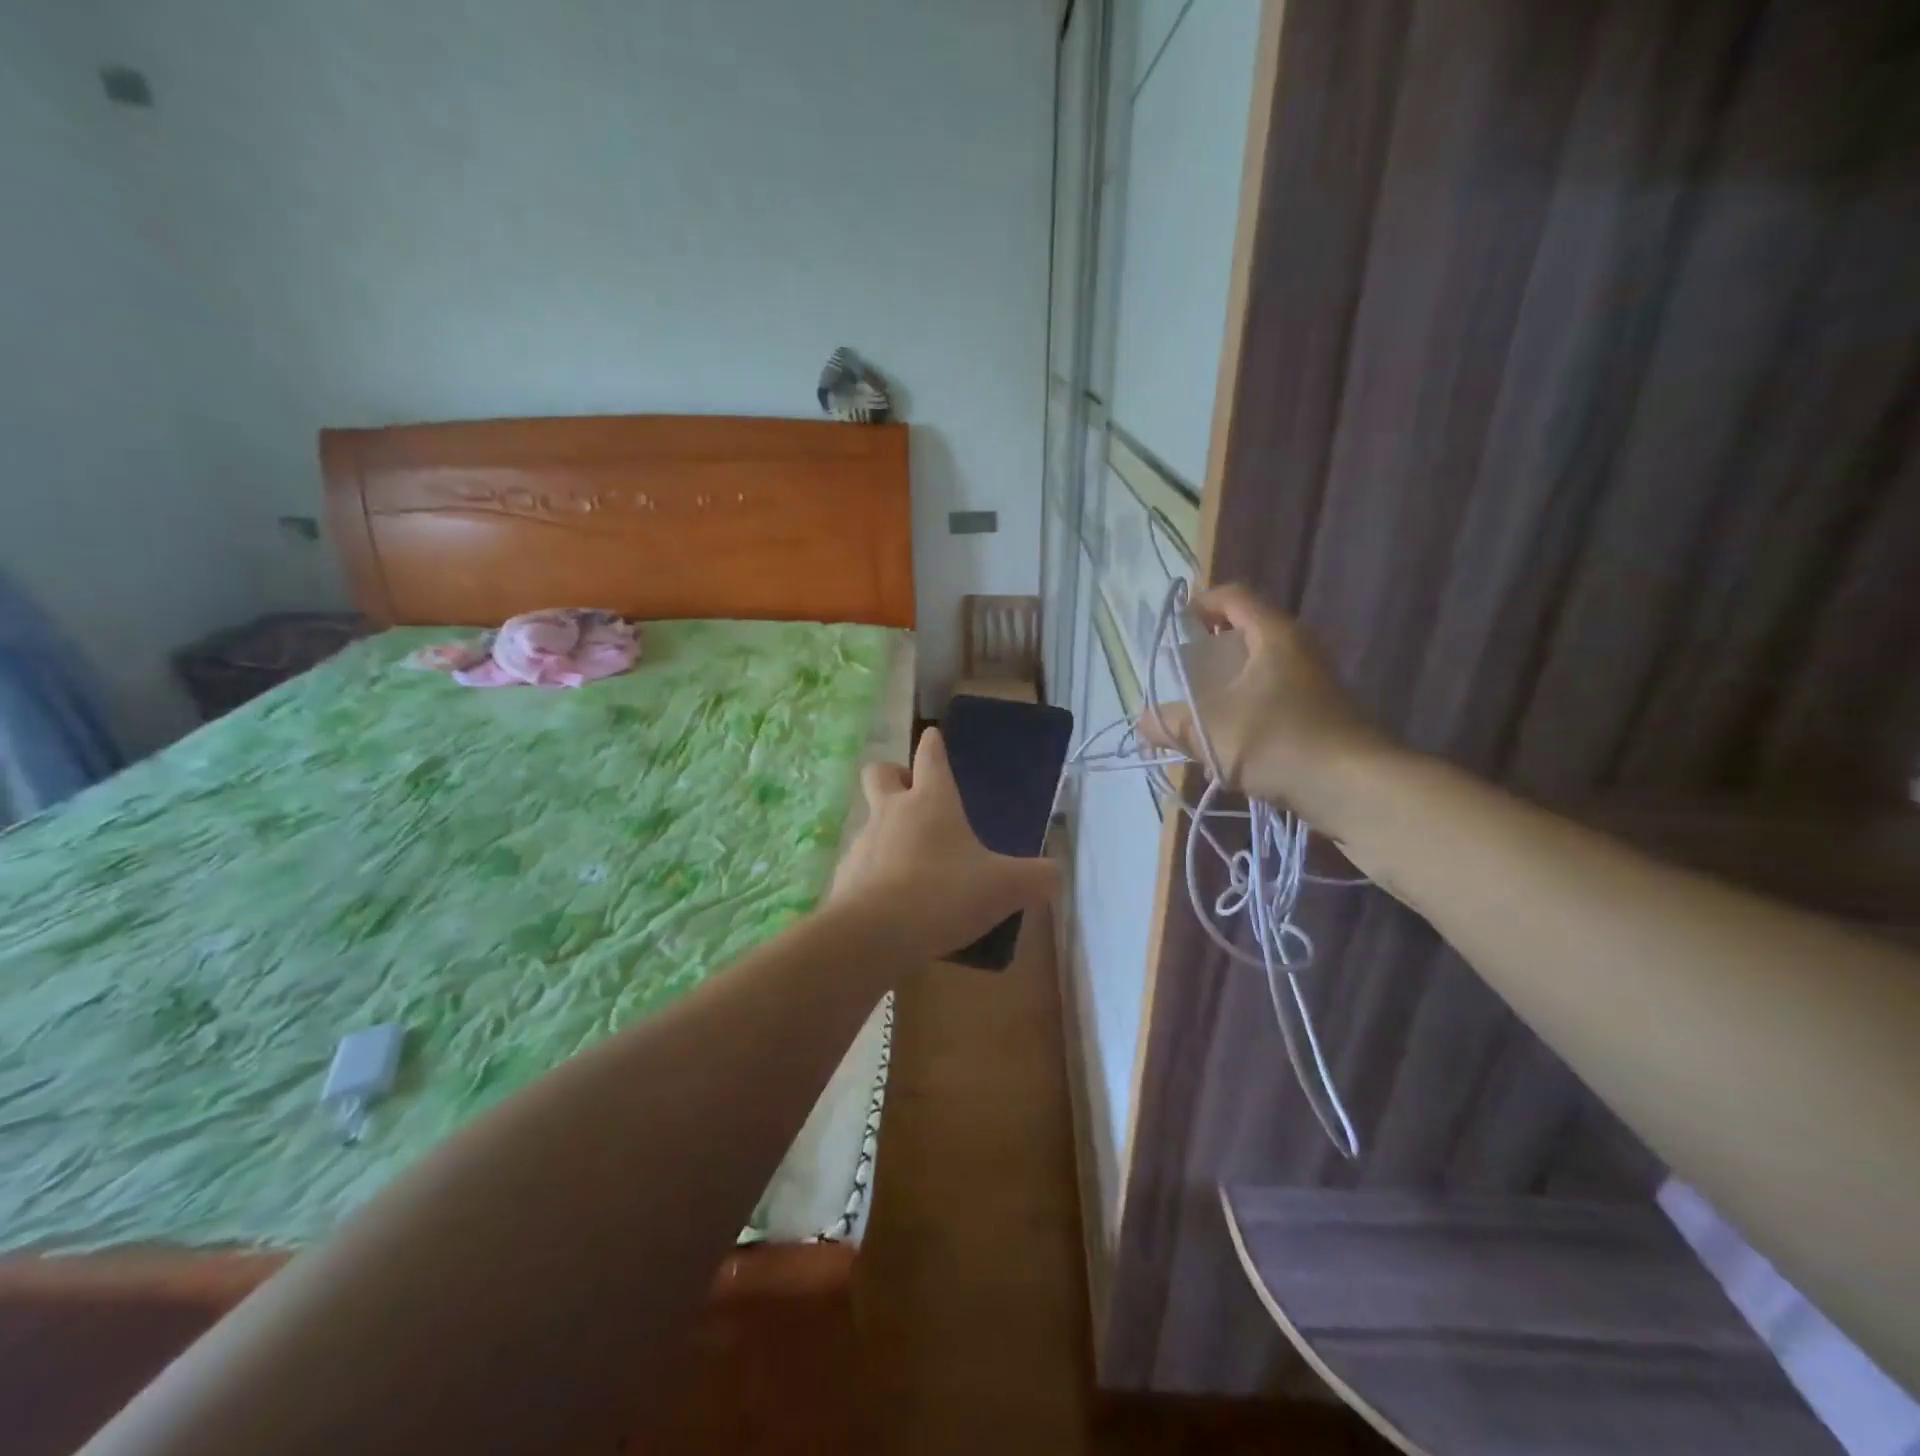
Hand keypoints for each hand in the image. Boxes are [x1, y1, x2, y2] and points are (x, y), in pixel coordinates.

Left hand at [830, 728, 1060, 959]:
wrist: (874, 935)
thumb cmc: (944, 893)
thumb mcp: (1005, 888)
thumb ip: (1036, 878)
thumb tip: (1054, 874)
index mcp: (931, 801)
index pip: (929, 755)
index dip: (933, 743)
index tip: (932, 735)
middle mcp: (892, 812)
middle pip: (880, 772)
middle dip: (893, 774)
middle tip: (912, 793)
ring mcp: (863, 843)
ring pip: (869, 820)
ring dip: (887, 830)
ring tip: (914, 863)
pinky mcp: (844, 877)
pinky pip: (862, 864)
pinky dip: (876, 873)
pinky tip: (895, 901)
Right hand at [1137, 584, 1392, 825]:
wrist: (1352, 787)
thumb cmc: (1276, 742)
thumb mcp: (1209, 731)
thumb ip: (1170, 723)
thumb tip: (1143, 722)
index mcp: (1273, 636)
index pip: (1234, 596)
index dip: (1200, 604)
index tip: (1175, 629)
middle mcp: (1298, 649)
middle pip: (1246, 632)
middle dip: (1210, 650)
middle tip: (1183, 674)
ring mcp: (1314, 682)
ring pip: (1260, 669)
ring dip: (1228, 685)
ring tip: (1201, 712)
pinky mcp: (1321, 714)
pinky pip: (1274, 697)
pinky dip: (1248, 709)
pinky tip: (1232, 741)